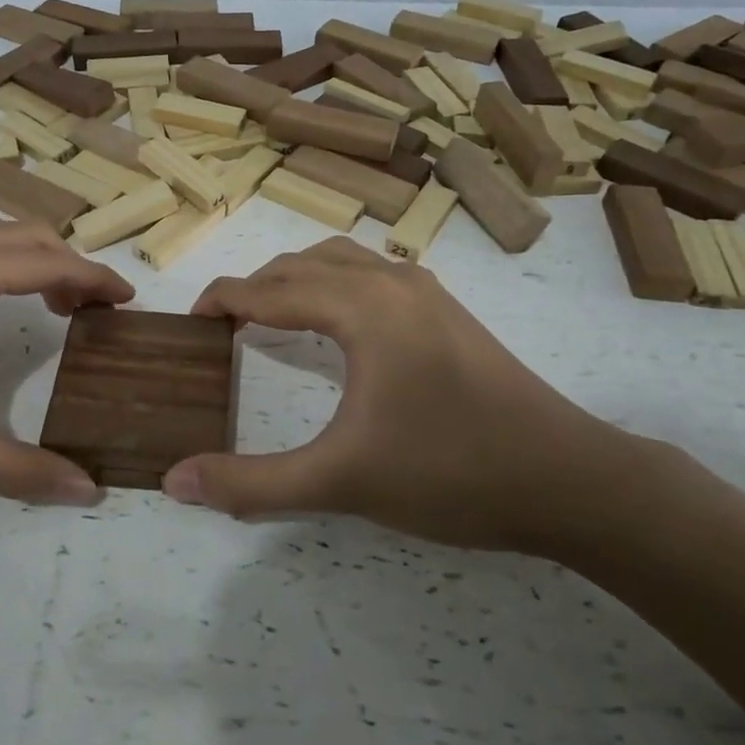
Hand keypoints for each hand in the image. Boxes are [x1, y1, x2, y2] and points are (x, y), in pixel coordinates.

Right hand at [165, 237, 643, 550]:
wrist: (570, 480)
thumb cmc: (451, 472)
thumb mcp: (341, 481)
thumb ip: (253, 483)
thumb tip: (175, 481)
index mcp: (361, 307)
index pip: (269, 289)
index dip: (222, 299)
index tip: (190, 322)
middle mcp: (391, 282)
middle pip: (302, 264)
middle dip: (256, 287)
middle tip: (224, 326)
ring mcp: (427, 292)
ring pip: (342, 261)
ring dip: (297, 279)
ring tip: (271, 317)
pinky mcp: (449, 311)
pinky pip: (374, 273)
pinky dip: (336, 284)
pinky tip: (339, 323)